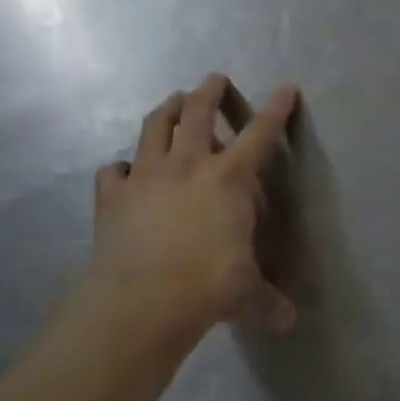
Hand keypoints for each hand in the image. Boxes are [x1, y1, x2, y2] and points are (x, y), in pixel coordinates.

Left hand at [82, 75, 298, 357]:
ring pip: (154, 127)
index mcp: (229, 178)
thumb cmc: (208, 286)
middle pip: (197, 113)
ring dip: (166, 109)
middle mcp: (188, 165)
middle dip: (208, 91)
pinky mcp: (111, 197)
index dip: (276, 109)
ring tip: (172, 100)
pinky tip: (124, 171)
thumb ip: (266, 300)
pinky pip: (113, 171)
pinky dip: (121, 167)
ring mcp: (145, 177)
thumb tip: (287, 321)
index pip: (260, 134)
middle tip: (213, 79)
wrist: (142, 300)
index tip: (286, 87)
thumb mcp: (246, 292)